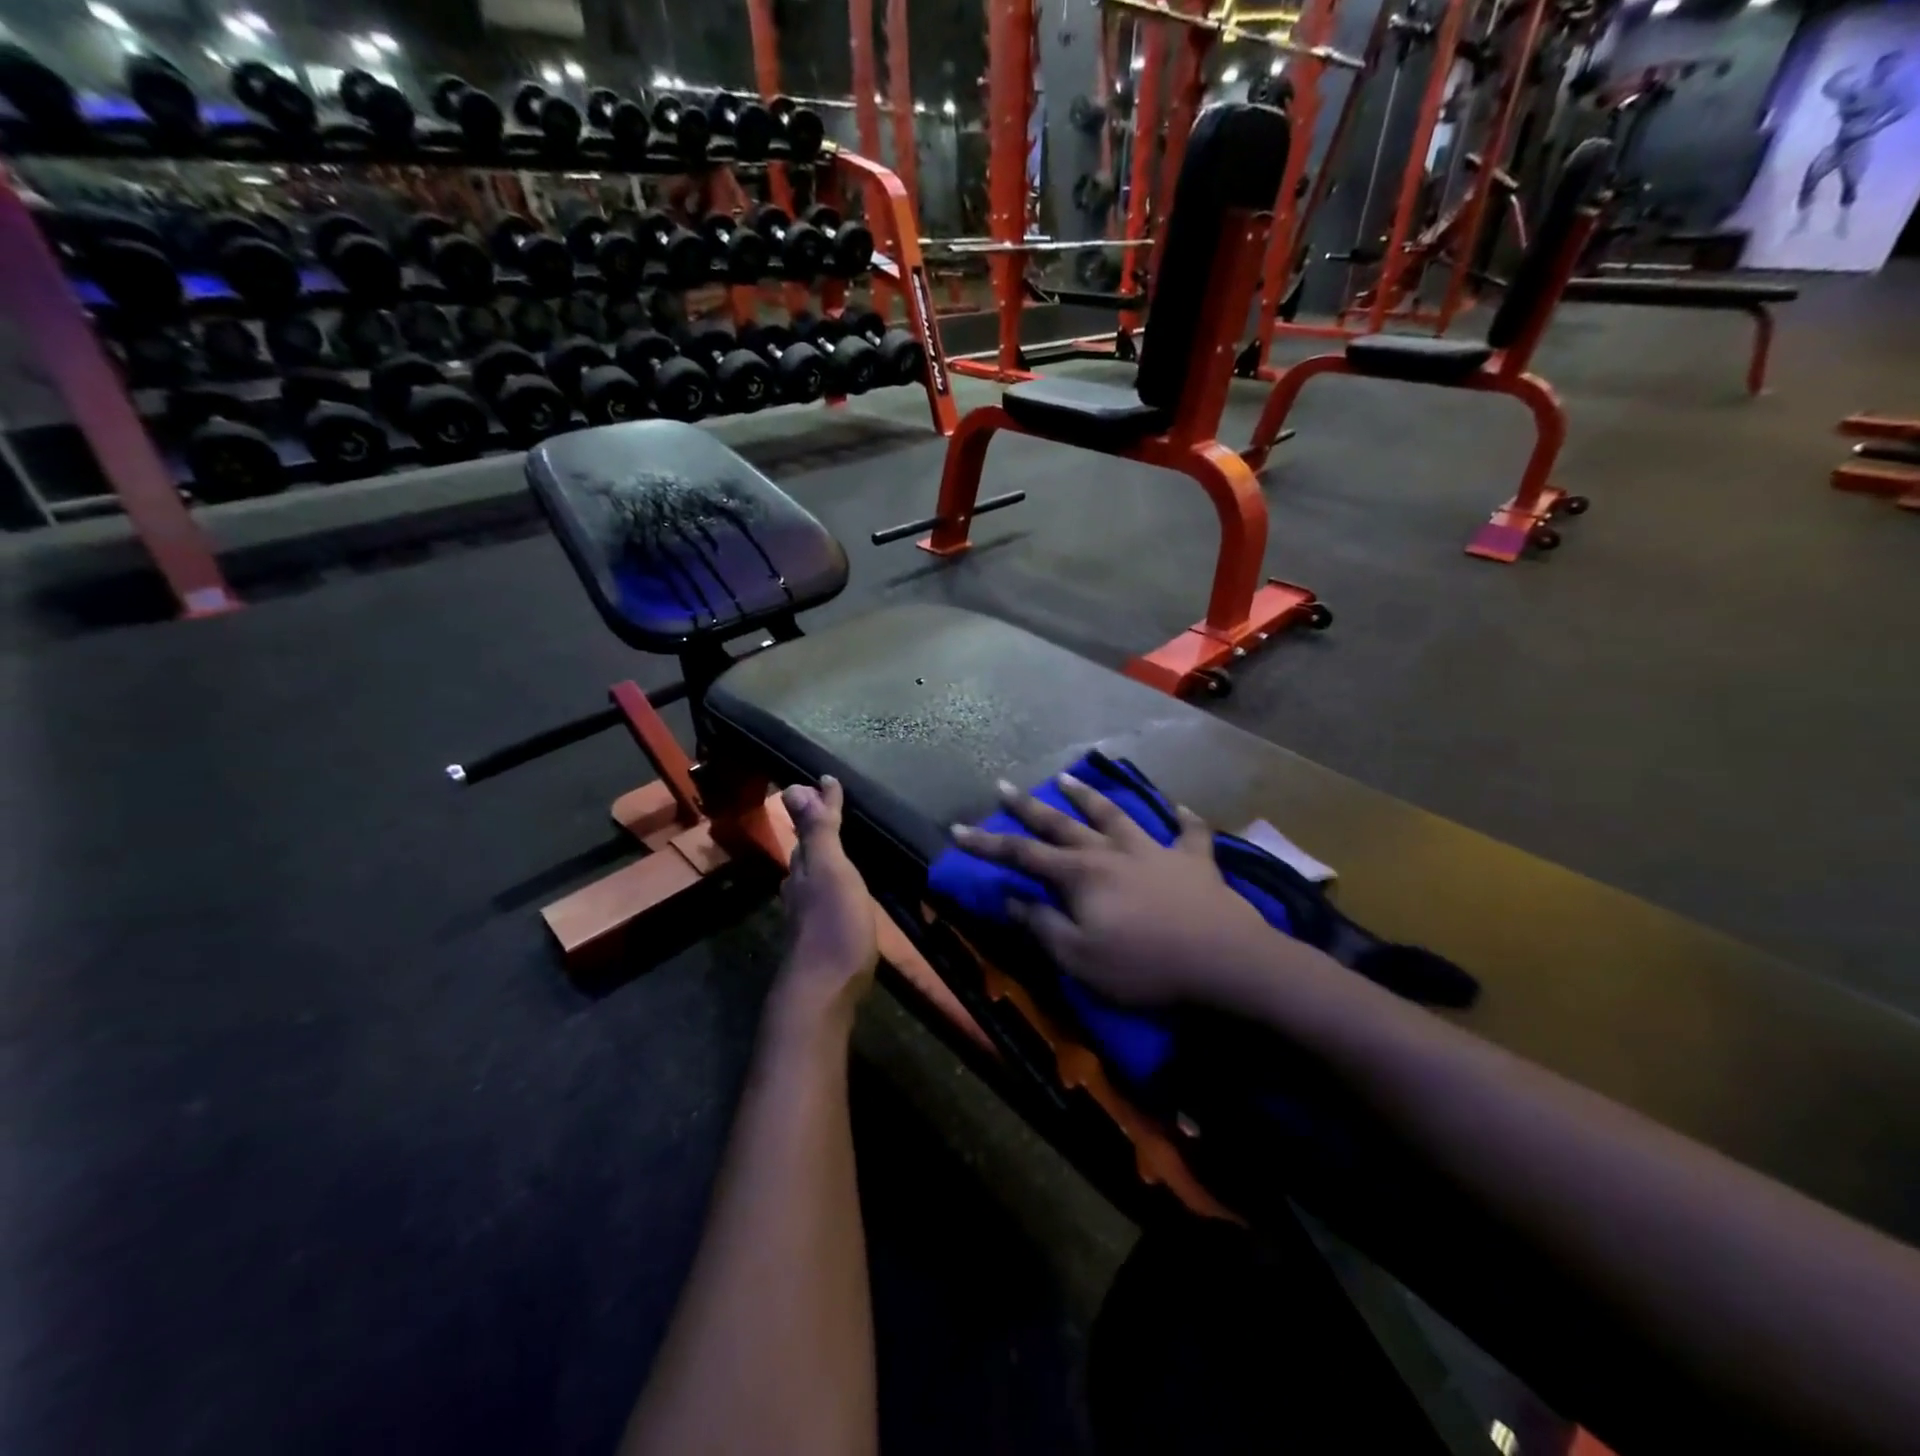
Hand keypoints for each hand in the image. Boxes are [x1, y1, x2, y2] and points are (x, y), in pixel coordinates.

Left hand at [775, 776, 877, 1026]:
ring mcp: (808, 915)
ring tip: (840, 846)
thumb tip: (797, 786)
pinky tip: (843, 892)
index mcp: (805, 868)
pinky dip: (833, 882)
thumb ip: (818, 832)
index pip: (811, 827)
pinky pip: (824, 896)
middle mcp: (801, 888)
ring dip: (823, 856)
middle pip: (807, 851)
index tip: (829, 780)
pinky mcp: (821, 938)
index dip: (821, 804)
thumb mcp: (831, 871)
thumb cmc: (834, 925)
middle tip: (832, 808)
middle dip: (817, 829)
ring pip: (812, 875)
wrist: (824, 992)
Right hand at [950, 776, 1281, 1007]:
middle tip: (1004, 785)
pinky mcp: (1194, 860)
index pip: (1023, 855)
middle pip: (1062, 825)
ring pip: (1116, 815)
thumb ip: (1042, 926)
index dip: (988, 844)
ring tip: (1066, 778)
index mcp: (1080, 875)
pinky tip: (1178, 807)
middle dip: (1029, 808)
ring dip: (1089, 797)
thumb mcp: (1079, 958)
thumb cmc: (1144, 966)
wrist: (1225, 960)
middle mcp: (1112, 851)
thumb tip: (1010, 898)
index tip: (958, 829)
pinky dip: (1182, 818)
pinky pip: (1189, 832)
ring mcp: (1155, 850)